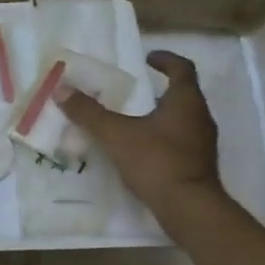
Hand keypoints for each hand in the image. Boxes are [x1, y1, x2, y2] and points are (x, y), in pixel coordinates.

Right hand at [60, 51, 222, 217]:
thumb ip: (89, 113)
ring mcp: (202, 143)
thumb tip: (61, 89)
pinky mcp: (198, 165)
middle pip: (183, 94)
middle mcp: (200, 117)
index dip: (166, 60)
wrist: (188, 206)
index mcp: (185, 101)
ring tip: (134, 121)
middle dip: (159, 90)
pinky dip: (163, 138)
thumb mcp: (116, 135)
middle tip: (134, 92)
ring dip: (161, 115)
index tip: (148, 58)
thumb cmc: (156, 161)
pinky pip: (180, 142)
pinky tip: (143, 151)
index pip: (182, 69)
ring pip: (182, 120)